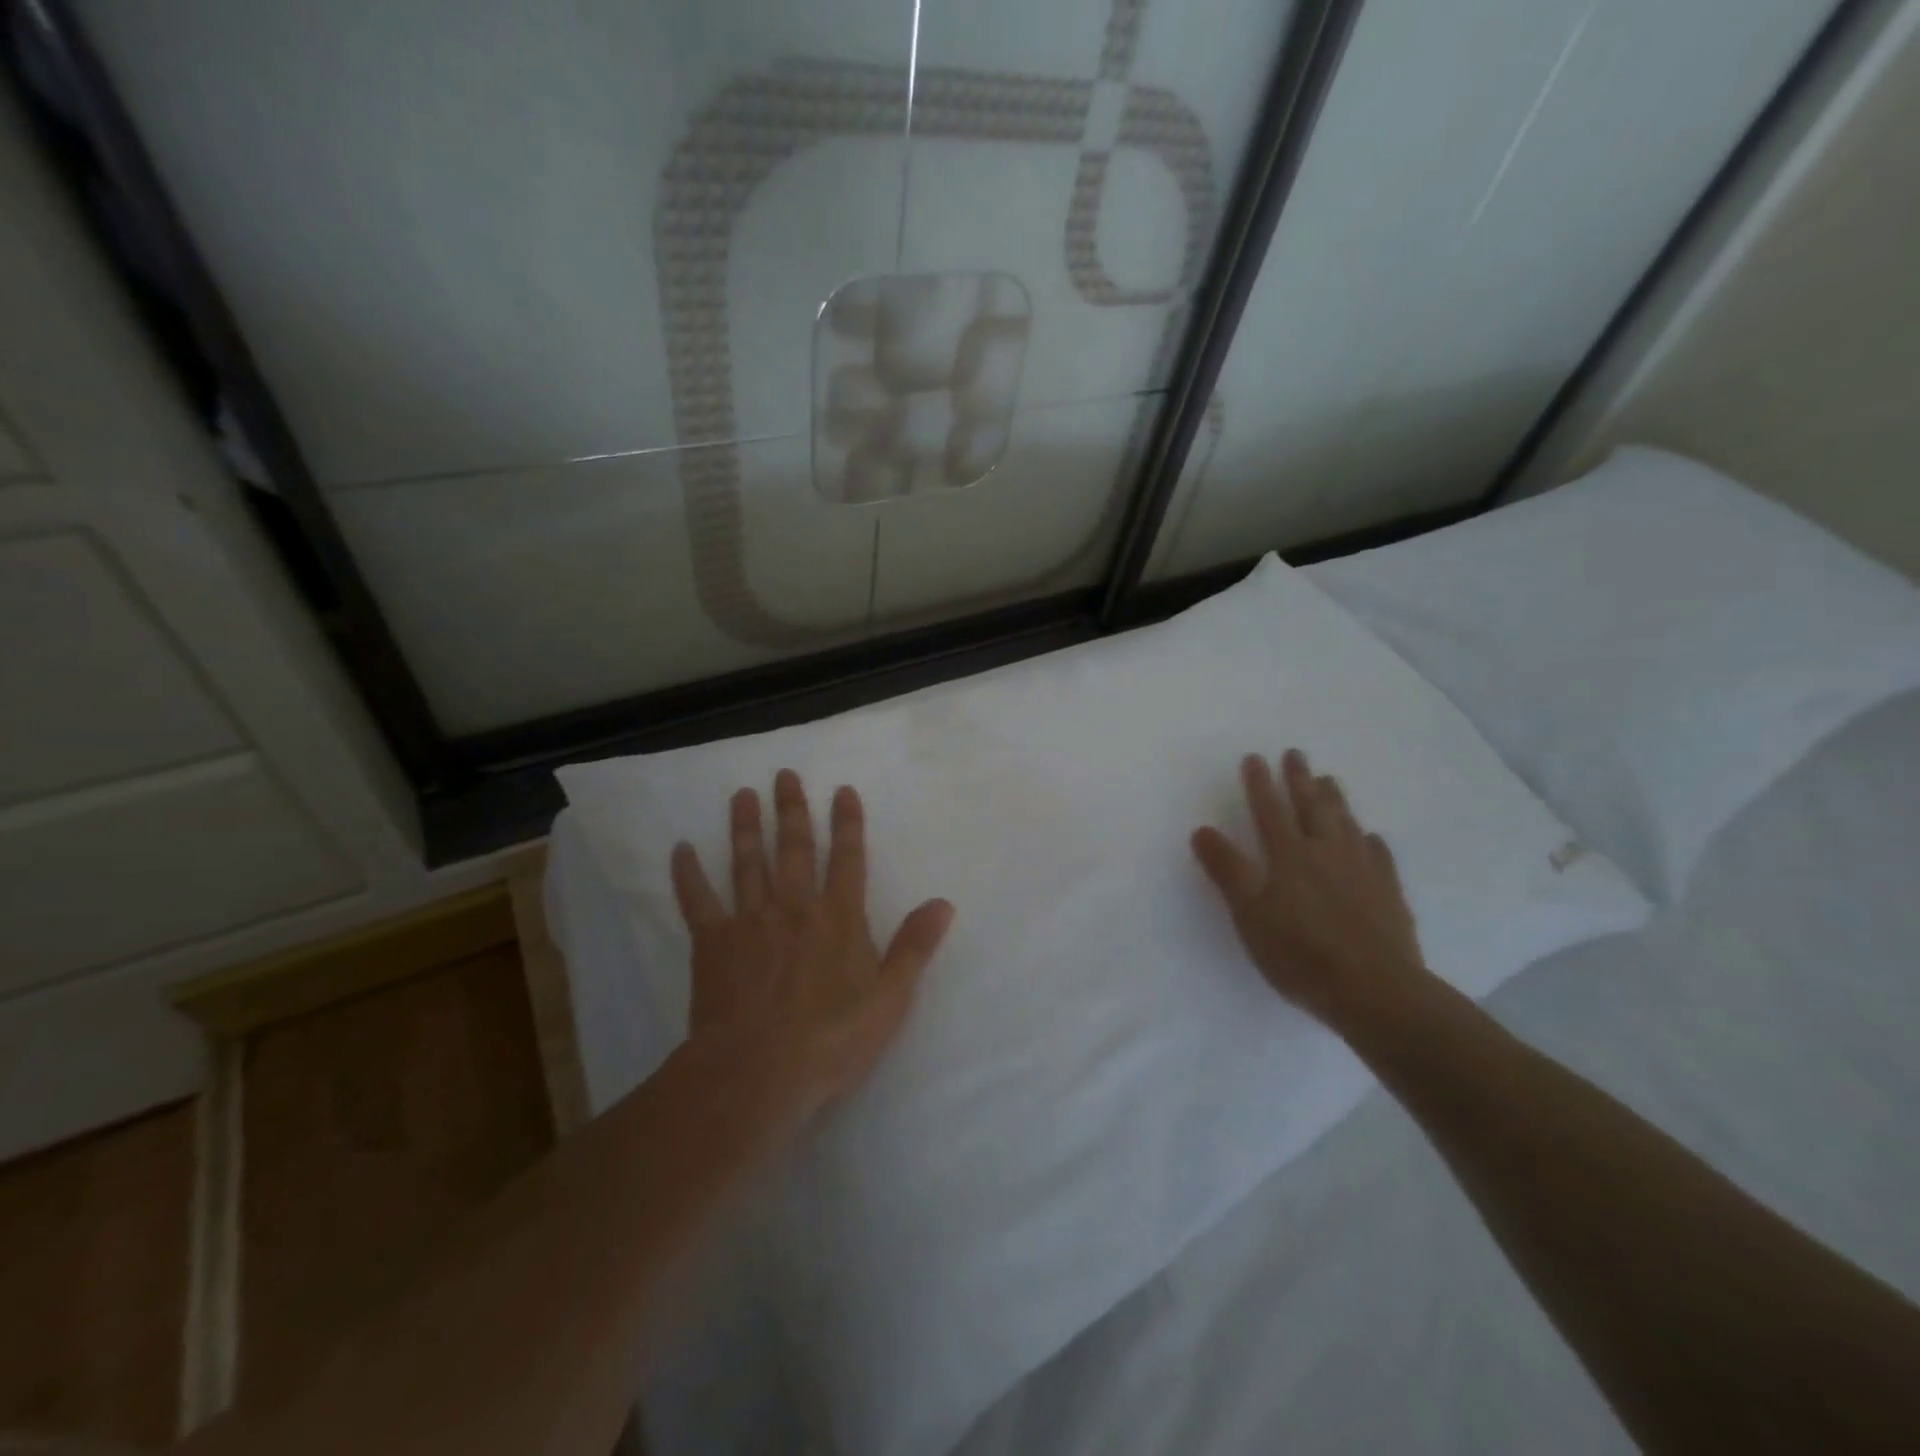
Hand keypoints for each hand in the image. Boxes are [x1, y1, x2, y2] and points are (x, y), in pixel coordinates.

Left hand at [671, 769, 954, 1126]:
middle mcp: (794, 908)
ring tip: (742, 795)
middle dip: (793, 810)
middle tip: (784, 775)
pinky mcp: (712, 944)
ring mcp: (750, 922)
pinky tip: (680, 848)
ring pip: (748, 863)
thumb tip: (943, 903)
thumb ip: (914, 946)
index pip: (847, 859)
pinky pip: (697, 901)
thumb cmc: (832, 1039)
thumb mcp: (890, 998)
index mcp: (838, 918)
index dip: (847, 823)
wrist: (758, 1072)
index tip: (842, 790)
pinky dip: (688, 874)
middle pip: (794, 849)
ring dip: (746, 827)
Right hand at [1191, 748, 1431, 1036]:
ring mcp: (1362, 871)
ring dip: (1335, 800)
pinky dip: (1371, 842)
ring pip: (1346, 824)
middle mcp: (1326, 853)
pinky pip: (1379, 857)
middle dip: (1299, 780)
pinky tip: (1371, 837)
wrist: (1375, 990)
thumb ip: (1227, 869)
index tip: (1254, 757)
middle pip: (1311, 808)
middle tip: (1296, 754)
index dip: (1259, 784)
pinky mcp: (1388, 894)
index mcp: (1289, 856)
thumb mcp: (1249, 913)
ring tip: (1329, 780)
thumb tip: (1202, 829)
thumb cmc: (1300, 953)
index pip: (1269, 811)